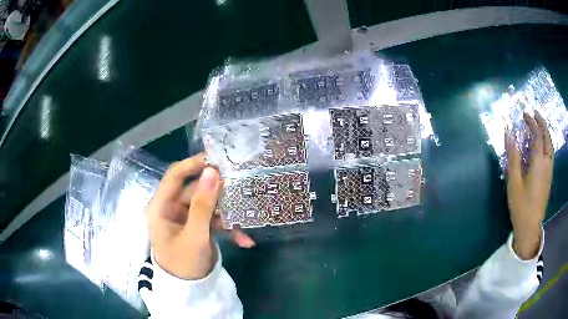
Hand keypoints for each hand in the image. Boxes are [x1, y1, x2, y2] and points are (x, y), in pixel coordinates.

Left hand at [145, 153, 254, 279]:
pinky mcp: (196, 228)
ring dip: (226, 215)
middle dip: (218, 194)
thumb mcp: (195, 235)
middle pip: (195, 191)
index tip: (217, 158)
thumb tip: (213, 171)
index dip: (193, 164)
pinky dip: (226, 228)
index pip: (175, 175)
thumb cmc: (184, 264)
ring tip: (246, 220)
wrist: (188, 291)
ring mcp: (184, 219)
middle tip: (241, 189)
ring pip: (207, 206)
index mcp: (161, 207)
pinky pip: (211, 221)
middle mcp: (171, 209)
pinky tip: (243, 240)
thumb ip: (203, 205)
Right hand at [505, 111, 552, 259]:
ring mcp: (549, 170)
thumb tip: (508, 134)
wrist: (530, 227)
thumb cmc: (521, 205)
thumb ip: (513, 156)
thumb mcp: (514, 182)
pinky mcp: (549, 177)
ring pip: (550, 144)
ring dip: (545, 131)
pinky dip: (547, 142)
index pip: (537, 134)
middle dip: (541, 122)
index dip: (531, 122)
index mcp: (538, 162)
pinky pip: (550, 153)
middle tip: (534, 113)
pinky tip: (543, 144)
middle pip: (547, 136)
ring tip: (539, 125)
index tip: (524, 114)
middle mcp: (546, 163)